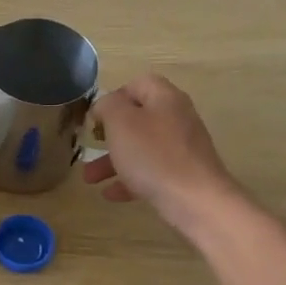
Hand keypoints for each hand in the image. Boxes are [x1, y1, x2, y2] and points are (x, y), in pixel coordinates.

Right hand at [83, 74, 240, 237]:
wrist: (196, 200)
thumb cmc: (153, 156)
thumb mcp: (121, 123)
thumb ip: (108, 106)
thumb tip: (105, 105)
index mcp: (165, 98)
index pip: (138, 84)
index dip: (114, 97)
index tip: (96, 117)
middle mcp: (177, 119)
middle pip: (138, 119)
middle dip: (109, 135)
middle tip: (91, 146)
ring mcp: (182, 149)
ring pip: (141, 148)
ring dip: (112, 161)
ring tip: (90, 180)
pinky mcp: (183, 175)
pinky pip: (151, 172)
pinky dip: (129, 180)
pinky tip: (110, 194)